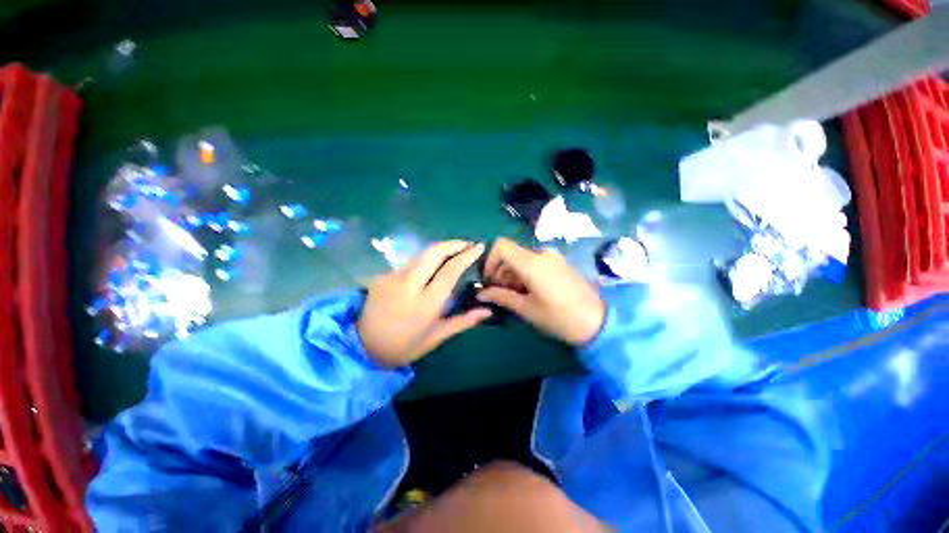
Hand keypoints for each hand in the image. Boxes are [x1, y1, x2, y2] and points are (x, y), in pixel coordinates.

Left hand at [358, 241, 491, 366]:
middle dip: (453, 243)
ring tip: (455, 250)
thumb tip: (487, 311)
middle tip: (468, 244)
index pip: (450, 271)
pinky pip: (410, 263)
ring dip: (440, 249)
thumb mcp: (436, 337)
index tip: (479, 247)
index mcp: (425, 303)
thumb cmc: (405, 346)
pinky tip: (433, 265)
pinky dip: (426, 259)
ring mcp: (392, 277)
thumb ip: (463, 321)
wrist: (363, 347)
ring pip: (421, 254)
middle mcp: (408, 285)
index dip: (466, 255)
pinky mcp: (383, 275)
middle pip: (433, 252)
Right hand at [478, 238, 604, 346]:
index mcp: (531, 262)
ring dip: (512, 274)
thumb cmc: (559, 317)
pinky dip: (525, 273)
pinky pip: (535, 262)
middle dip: (500, 271)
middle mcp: (541, 253)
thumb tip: (481, 293)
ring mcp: (553, 257)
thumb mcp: (526, 309)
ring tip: (512, 295)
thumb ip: (501, 296)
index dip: (489, 260)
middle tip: (497, 292)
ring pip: (522, 258)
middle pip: (511, 253)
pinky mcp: (560, 263)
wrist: (599, 322)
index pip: (501, 245)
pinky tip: (528, 291)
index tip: (488, 280)